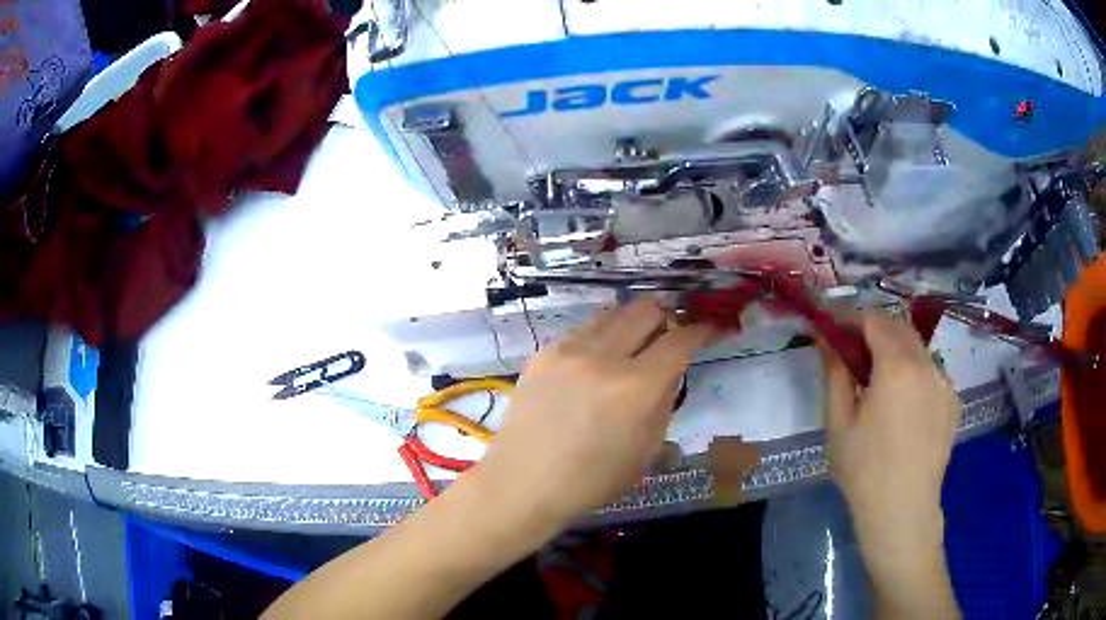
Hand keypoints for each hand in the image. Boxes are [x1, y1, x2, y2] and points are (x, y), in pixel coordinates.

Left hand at [471, 297, 713, 529]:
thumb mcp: (645, 450)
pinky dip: (600, 337)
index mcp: (636, 388)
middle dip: (666, 317)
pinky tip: (595, 363)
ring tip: (632, 346)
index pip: (680, 339)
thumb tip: (670, 370)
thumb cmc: (590, 480)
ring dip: (631, 323)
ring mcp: (568, 350)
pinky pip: (583, 330)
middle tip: (669, 337)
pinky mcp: (543, 353)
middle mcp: (603, 357)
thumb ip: (663, 402)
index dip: (702, 330)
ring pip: (612, 312)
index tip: (710, 330)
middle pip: (645, 308)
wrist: (522, 482)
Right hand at [822, 310, 960, 616]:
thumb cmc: (864, 471)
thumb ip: (835, 373)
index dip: (851, 319)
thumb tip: (826, 339)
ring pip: (918, 348)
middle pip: (900, 327)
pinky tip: (904, 405)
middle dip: (875, 331)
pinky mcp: (953, 401)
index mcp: (897, 367)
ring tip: (880, 384)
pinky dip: (914, 373)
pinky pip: (931, 372)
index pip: (874, 319)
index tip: (834, 333)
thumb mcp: (839, 423)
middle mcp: (927, 364)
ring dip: (896, 351)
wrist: (902, 510)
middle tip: (854, 357)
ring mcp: (944, 382)